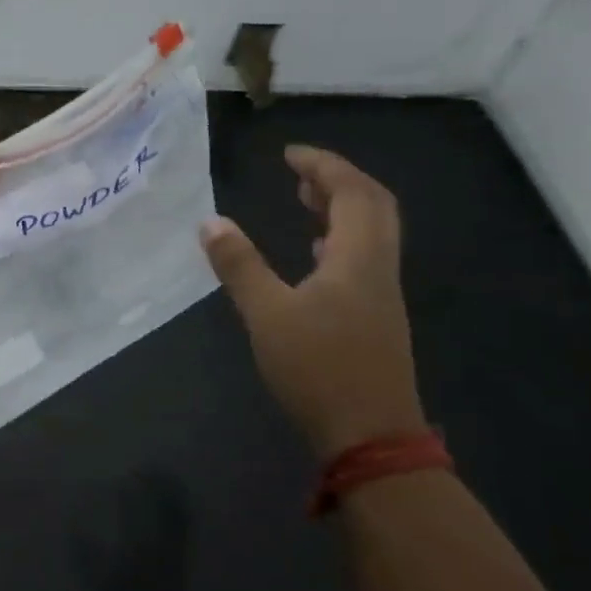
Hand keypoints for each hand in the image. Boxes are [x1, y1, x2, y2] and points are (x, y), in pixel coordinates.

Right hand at [200, 145, 425, 461]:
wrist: (370, 437)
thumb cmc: (318, 369)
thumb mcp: (267, 315)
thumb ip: (239, 265)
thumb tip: (210, 221)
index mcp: (358, 258)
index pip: (352, 192)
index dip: (323, 165)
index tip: (289, 153)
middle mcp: (378, 269)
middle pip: (374, 206)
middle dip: (338, 181)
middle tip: (298, 172)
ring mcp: (380, 295)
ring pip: (372, 233)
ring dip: (341, 208)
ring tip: (303, 200)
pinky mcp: (374, 318)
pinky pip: (363, 258)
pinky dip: (340, 239)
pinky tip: (313, 253)